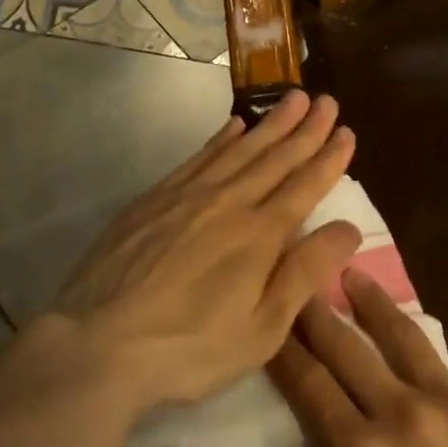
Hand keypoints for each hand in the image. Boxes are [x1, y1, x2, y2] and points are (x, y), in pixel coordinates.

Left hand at [54, 90, 360, 414]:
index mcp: (259, 235)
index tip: (347, 132)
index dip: (328, 159)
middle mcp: (228, 203)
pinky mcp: (154, 199)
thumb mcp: (261, 329)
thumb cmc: (190, 348)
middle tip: (327, 101)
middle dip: (305, 128)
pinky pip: (198, 157)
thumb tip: (348, 228)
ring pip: (239, 149)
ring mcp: (187, 196)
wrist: (98, 344)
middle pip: (274, 158)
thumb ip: (304, 273)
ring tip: (293, 98)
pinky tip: (234, 125)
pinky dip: (221, 138)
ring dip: (270, 123)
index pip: (304, 186)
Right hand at [267, 273, 447, 446]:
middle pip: (349, 347)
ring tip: (357, 275)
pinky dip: (435, 379)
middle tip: (301, 276)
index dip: (284, 348)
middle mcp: (406, 414)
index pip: (308, 385)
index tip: (270, 318)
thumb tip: (339, 439)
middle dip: (318, 310)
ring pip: (406, 339)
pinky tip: (432, 382)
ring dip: (375, 304)